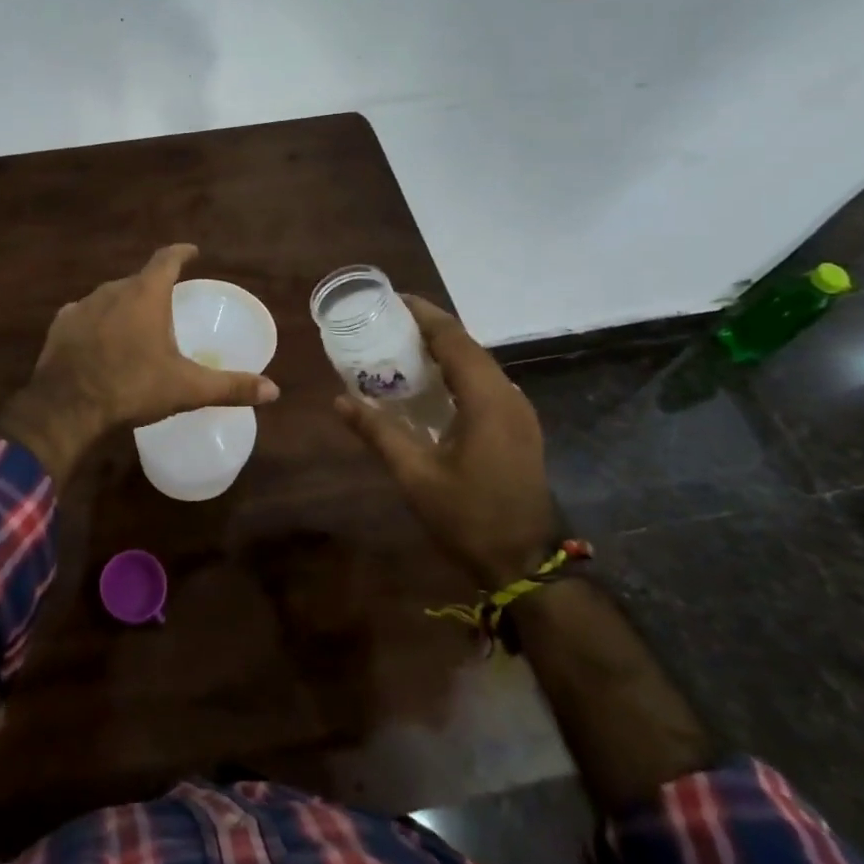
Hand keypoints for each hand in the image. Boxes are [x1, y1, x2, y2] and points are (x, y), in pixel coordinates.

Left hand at [0, 245, 279, 484]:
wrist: (66, 407)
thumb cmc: (132, 387)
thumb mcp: (187, 388)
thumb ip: (230, 386)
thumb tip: (273, 390)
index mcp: (146, 294)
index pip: (167, 259)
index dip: (182, 253)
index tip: (193, 251)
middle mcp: (113, 290)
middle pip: (139, 280)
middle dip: (154, 288)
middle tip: (167, 306)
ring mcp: (83, 306)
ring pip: (111, 297)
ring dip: (125, 307)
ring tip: (135, 328)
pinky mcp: (61, 325)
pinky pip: (85, 315)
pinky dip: (97, 323)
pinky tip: (100, 342)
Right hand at [334, 296, 558, 588]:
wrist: (525, 564)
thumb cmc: (468, 516)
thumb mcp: (415, 475)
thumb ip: (378, 432)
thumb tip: (339, 400)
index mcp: (487, 400)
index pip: (454, 339)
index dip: (424, 315)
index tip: (392, 299)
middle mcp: (509, 396)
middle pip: (468, 346)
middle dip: (429, 328)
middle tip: (387, 322)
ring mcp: (519, 413)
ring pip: (479, 364)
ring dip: (444, 350)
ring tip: (402, 346)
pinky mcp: (519, 428)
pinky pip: (485, 384)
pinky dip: (456, 372)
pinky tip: (430, 385)